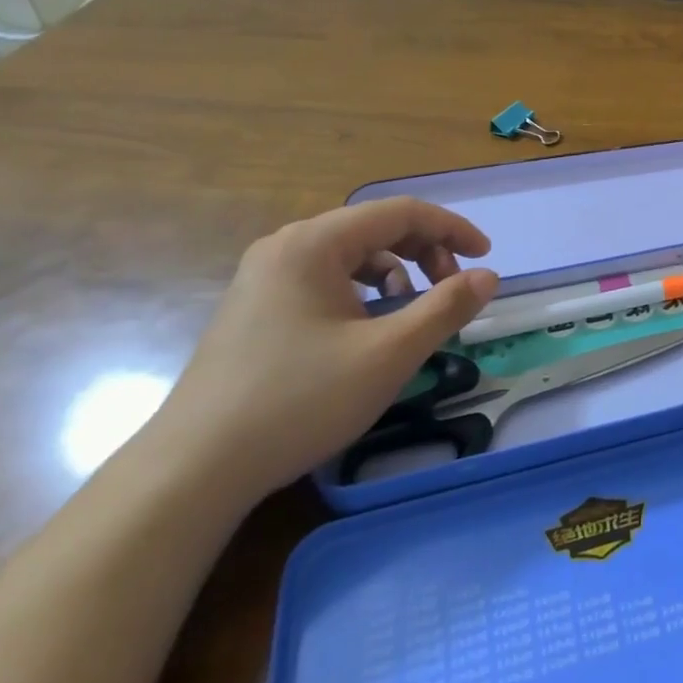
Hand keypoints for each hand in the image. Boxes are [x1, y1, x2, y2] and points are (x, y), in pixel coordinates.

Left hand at [147, 198, 498, 500]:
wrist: (194, 470)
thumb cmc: (299, 401)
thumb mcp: (389, 354)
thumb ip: (446, 307)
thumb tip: (488, 277)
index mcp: (314, 243)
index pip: (401, 212)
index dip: (452, 229)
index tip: (487, 258)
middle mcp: (285, 247)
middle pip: (375, 229)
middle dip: (425, 253)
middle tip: (452, 290)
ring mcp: (263, 277)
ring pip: (351, 256)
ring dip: (395, 275)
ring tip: (409, 316)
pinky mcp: (255, 308)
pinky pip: (325, 280)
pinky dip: (362, 294)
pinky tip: (368, 332)